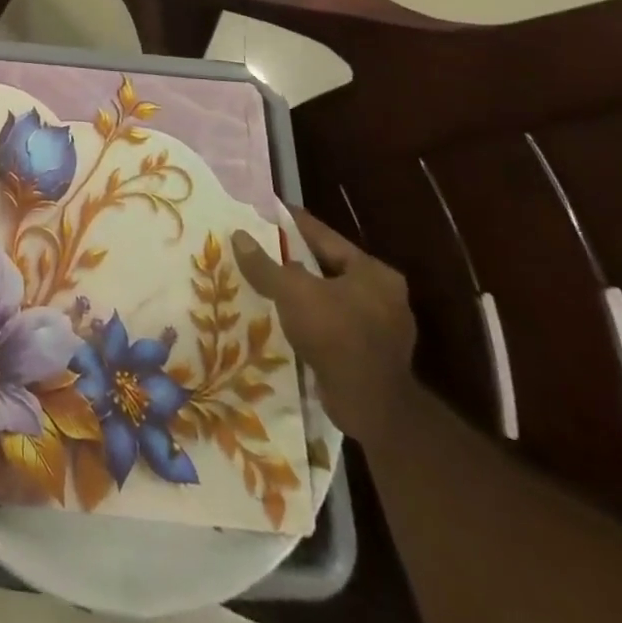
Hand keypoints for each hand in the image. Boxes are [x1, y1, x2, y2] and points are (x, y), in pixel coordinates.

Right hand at [232, 208, 416, 443]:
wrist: (372, 410)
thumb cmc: (337, 337)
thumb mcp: (293, 293)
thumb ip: (264, 264)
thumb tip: (238, 236)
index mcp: (373, 271)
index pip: (324, 235)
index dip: (290, 222)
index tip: (262, 212)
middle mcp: (383, 294)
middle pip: (326, 265)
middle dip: (291, 259)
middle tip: (257, 247)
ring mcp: (380, 327)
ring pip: (327, 296)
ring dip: (298, 291)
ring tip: (262, 281)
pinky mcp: (370, 354)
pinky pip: (331, 323)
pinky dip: (307, 318)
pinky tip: (281, 317)